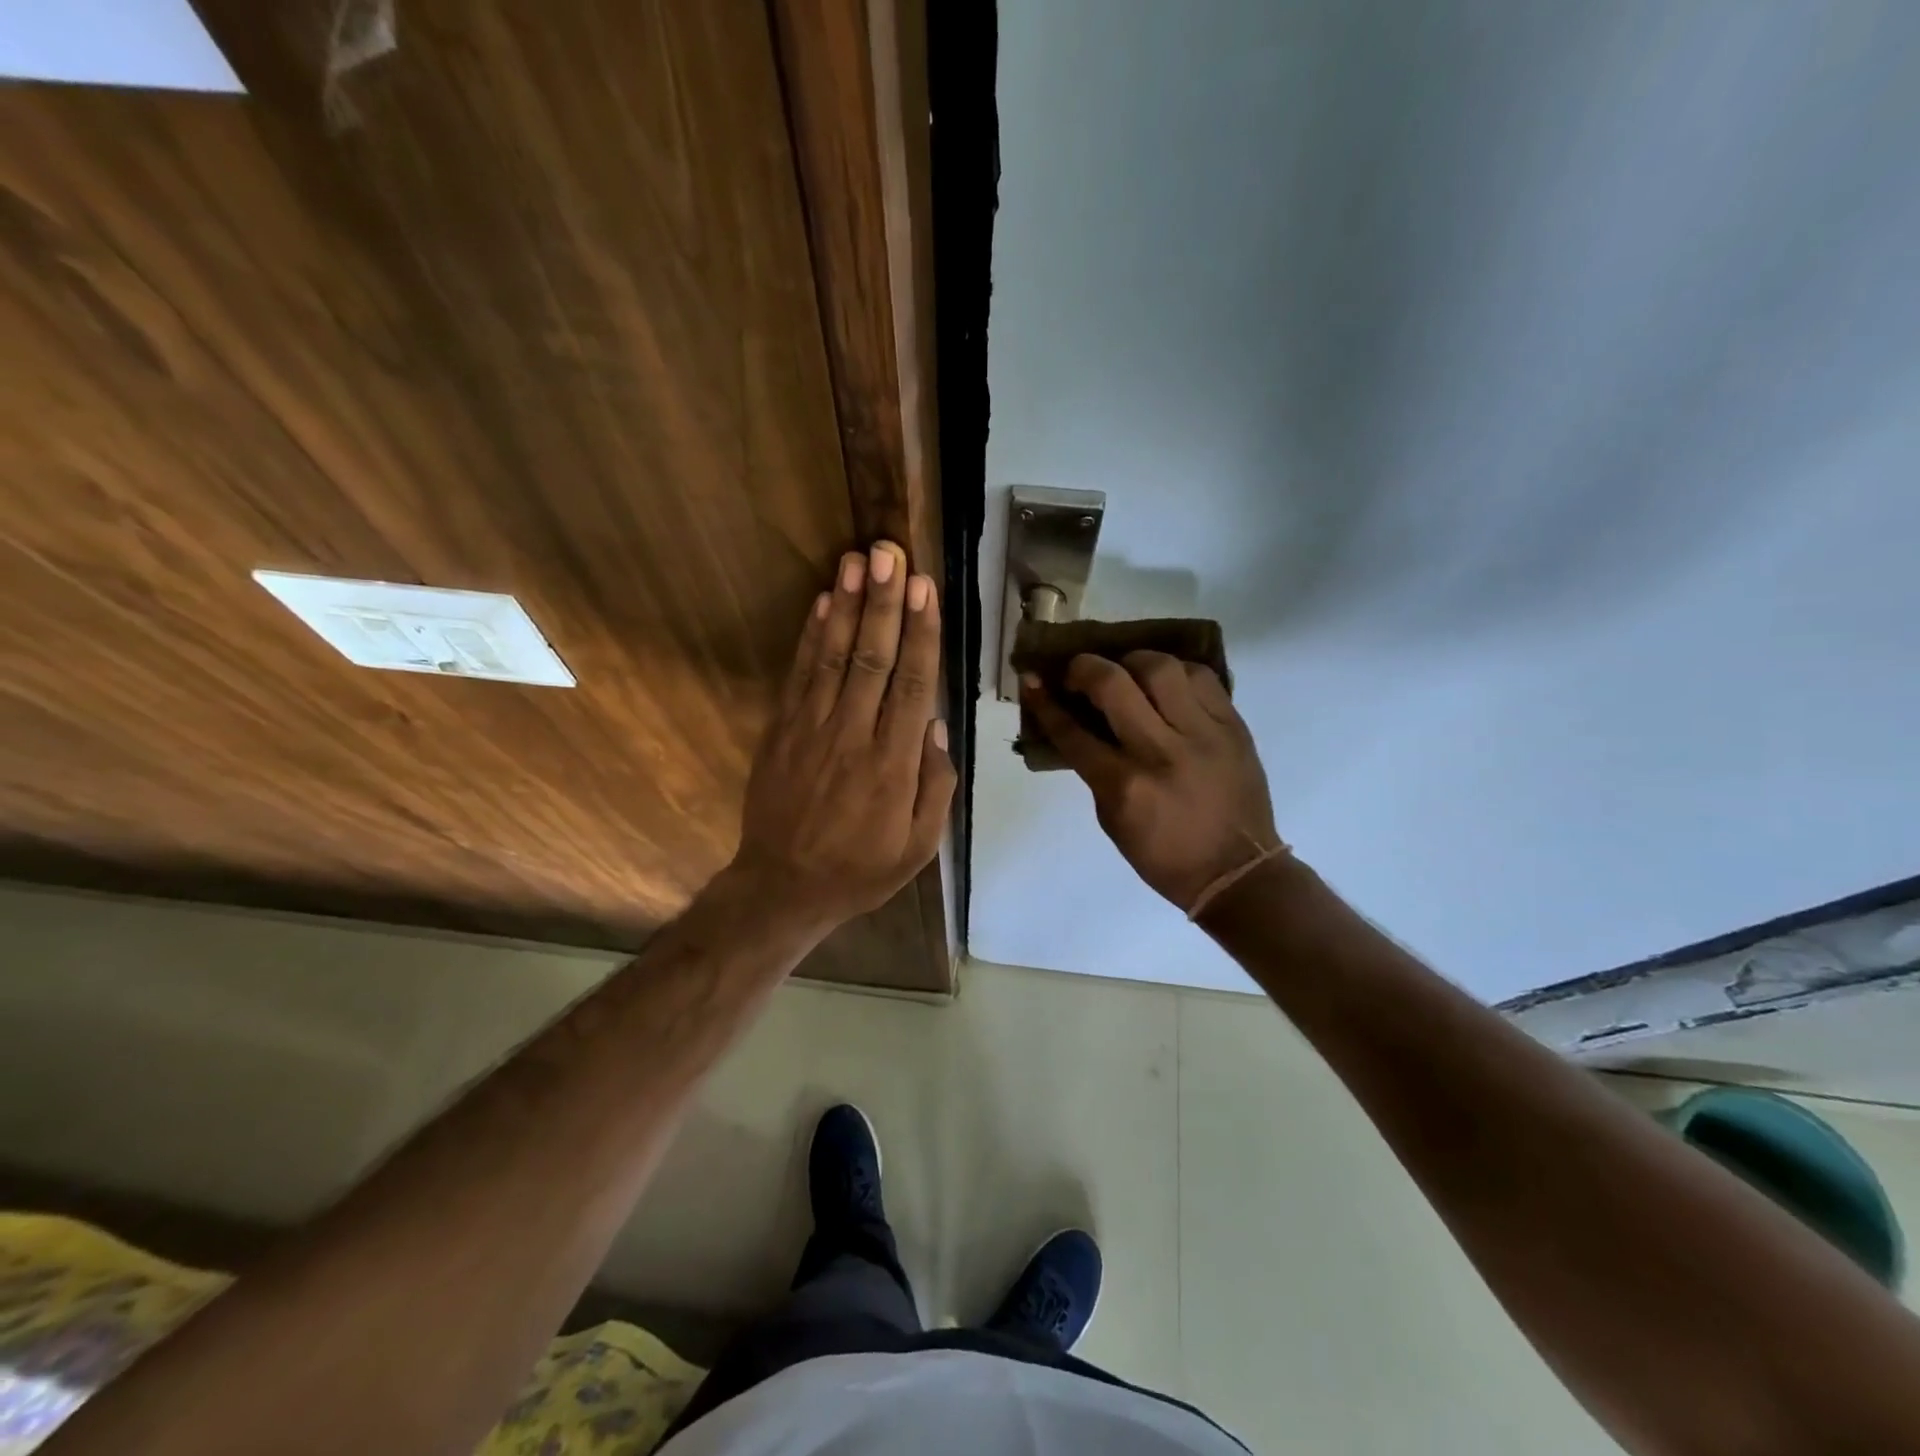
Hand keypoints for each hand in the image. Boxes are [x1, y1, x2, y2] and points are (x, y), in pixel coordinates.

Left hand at [730, 542, 954, 938]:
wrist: (783, 887)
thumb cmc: (861, 869)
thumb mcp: (919, 846)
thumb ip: (935, 785)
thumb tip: (936, 725)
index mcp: (893, 765)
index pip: (912, 685)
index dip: (920, 633)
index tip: (925, 589)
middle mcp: (853, 736)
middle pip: (873, 658)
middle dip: (884, 602)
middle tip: (891, 553)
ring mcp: (811, 730)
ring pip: (834, 657)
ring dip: (846, 606)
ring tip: (857, 561)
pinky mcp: (781, 731)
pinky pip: (799, 676)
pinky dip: (811, 637)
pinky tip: (822, 603)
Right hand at [1021, 652, 1280, 912]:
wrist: (1237, 871)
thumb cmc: (1164, 855)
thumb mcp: (1113, 820)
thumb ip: (1095, 769)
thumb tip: (1081, 722)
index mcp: (1125, 785)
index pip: (1073, 731)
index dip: (1045, 702)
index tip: (1032, 682)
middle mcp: (1161, 752)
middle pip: (1114, 684)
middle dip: (1085, 668)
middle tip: (1079, 672)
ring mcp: (1202, 734)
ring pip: (1161, 668)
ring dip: (1133, 662)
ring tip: (1127, 672)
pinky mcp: (1233, 726)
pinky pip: (1202, 677)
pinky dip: (1176, 671)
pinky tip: (1166, 682)